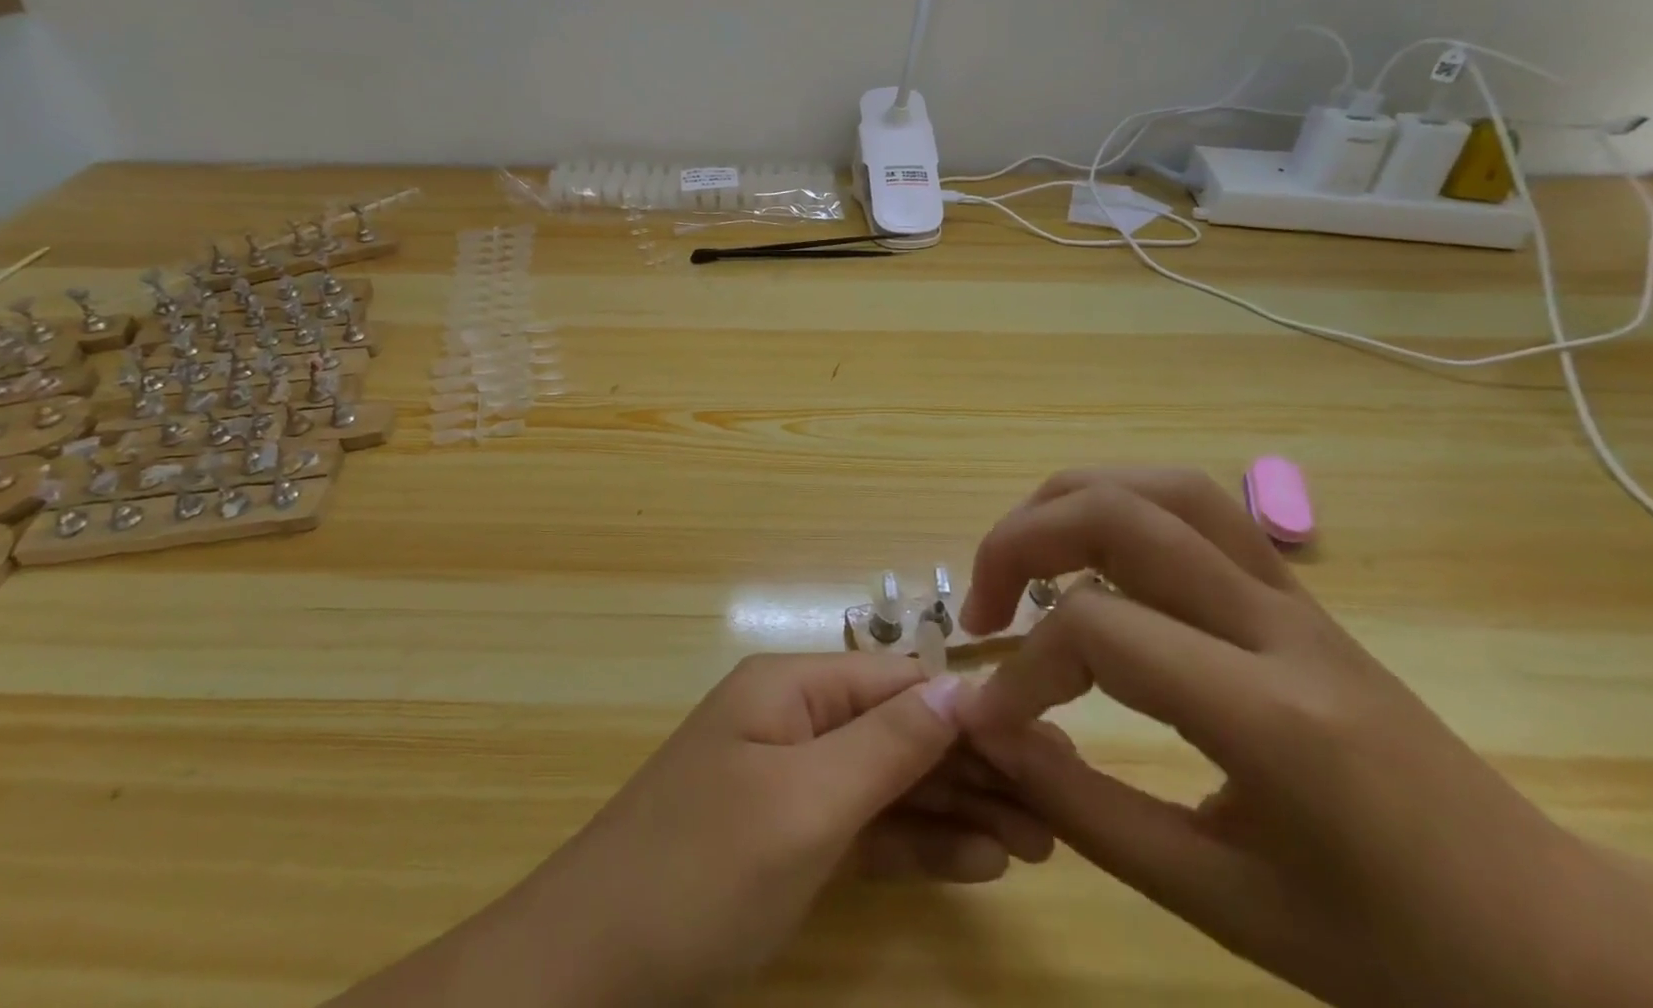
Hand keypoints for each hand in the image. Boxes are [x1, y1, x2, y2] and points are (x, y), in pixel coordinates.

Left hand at [328, 653, 1051, 1007]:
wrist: (590, 970)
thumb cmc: (700, 870)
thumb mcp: (804, 804)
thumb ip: (886, 744)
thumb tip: (962, 688)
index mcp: (791, 687)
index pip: (899, 681)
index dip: (972, 710)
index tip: (1049, 745)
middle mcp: (795, 718)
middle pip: (900, 729)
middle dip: (976, 763)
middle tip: (1062, 807)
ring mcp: (791, 779)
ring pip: (890, 780)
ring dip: (958, 806)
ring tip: (1040, 842)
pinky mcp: (789, 836)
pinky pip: (866, 827)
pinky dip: (918, 841)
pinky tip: (977, 861)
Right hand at [956, 467, 1652, 1007]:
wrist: (1557, 939)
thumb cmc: (1395, 947)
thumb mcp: (1225, 906)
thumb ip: (1087, 812)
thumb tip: (989, 732)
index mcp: (1270, 715)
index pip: (1099, 631)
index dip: (1023, 669)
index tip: (990, 716)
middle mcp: (1275, 624)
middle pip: (1116, 515)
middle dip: (1018, 542)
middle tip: (981, 606)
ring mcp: (1291, 593)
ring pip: (1158, 486)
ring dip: (1066, 503)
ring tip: (1022, 558)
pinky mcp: (1294, 589)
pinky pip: (1193, 504)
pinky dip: (1119, 503)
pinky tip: (1092, 552)